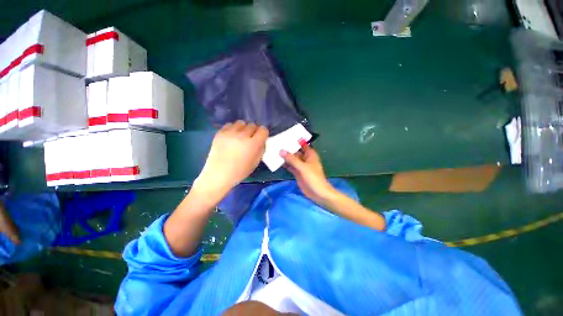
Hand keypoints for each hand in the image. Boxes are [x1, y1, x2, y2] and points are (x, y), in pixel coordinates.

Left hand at [196, 121, 268, 197]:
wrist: (218, 174)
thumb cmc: (240, 171)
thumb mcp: (256, 162)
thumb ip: (261, 149)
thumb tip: (261, 141)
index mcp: (253, 144)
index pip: (263, 130)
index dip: (263, 133)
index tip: (261, 138)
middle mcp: (243, 135)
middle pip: (253, 125)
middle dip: (254, 131)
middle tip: (251, 138)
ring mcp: (230, 133)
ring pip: (241, 123)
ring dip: (243, 128)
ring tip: (240, 136)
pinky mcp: (220, 133)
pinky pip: (230, 125)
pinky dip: (233, 129)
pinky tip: (232, 136)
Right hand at [282, 146, 385, 230]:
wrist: (318, 194)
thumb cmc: (314, 178)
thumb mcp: (303, 167)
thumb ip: (292, 159)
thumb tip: (281, 150)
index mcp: (310, 154)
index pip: (301, 144)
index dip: (294, 140)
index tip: (284, 135)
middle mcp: (305, 158)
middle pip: (295, 151)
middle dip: (287, 148)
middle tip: (275, 143)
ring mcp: (300, 166)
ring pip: (291, 159)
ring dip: (285, 156)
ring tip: (273, 150)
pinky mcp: (297, 172)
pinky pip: (290, 166)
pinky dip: (284, 164)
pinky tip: (276, 161)